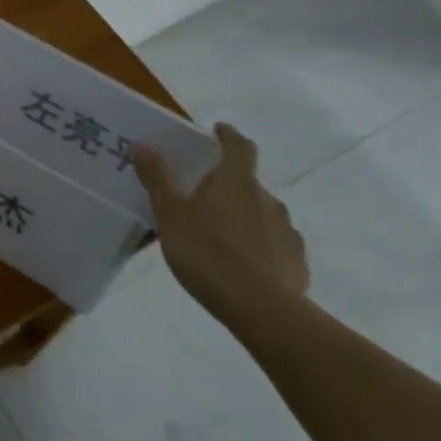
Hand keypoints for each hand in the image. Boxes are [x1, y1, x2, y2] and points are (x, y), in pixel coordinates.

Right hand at [133, 123, 308, 329]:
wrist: (261, 309)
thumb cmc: (207, 253)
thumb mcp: (170, 215)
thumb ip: (158, 179)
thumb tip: (145, 143)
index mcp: (236, 182)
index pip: (239, 147)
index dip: (228, 136)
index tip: (218, 130)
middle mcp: (267, 199)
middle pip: (247, 183)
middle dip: (228, 186)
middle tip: (203, 199)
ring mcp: (286, 231)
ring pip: (262, 215)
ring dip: (243, 218)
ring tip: (220, 237)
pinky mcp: (296, 262)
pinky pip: (274, 245)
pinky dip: (259, 247)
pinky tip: (243, 265)